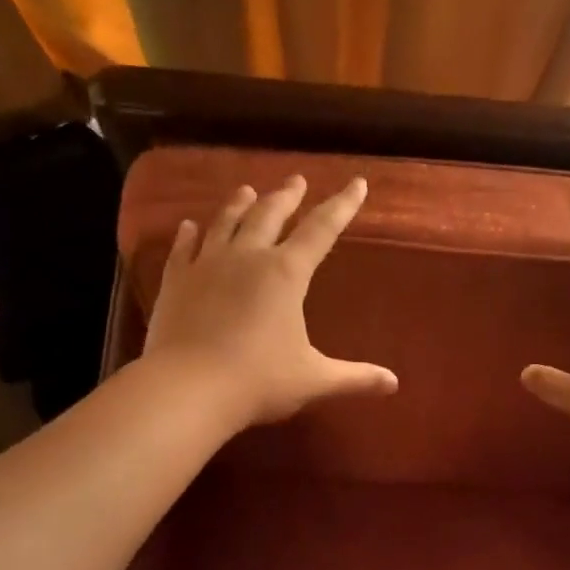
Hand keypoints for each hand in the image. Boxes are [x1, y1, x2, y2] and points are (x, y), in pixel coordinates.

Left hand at [142, 174, 397, 427]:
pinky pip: (183, 248)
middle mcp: (247, 257)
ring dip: (239, 204)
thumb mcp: (314, 380)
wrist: (188, 389)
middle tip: (296, 180)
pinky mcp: (176, 282)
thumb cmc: (259, 381)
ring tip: (247, 190)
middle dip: (287, 196)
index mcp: (286, 273)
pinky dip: (188, 234)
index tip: (356, 183)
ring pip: (226, 222)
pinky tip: (188, 226)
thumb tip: (394, 384)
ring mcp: (206, 265)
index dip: (342, 206)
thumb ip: (355, 378)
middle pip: (270, 214)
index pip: (322, 229)